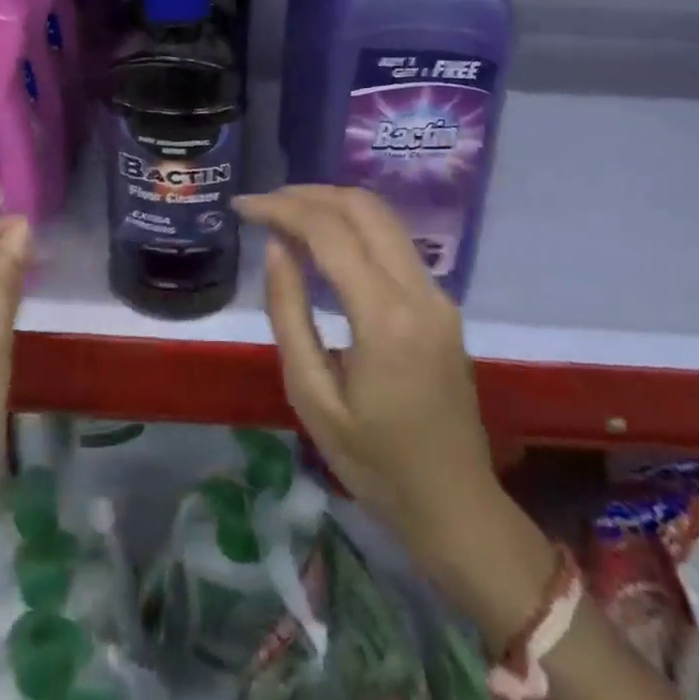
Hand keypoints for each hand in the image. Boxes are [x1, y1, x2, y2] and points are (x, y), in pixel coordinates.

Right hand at [234, 186, 552, 651]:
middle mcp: (419, 290)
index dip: (281, 208)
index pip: (328, 231)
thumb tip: (276, 247)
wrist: (455, 505)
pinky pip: (394, 241)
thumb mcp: (312, 396)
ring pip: (383, 216)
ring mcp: (437, 292)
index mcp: (385, 317)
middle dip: (308, 194)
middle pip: (362, 207)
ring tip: (286, 214)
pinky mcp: (442, 301)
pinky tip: (324, 241)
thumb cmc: (374, 464)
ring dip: (332, 204)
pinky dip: (354, 225)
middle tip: (264, 205)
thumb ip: (289, 313)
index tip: (243, 206)